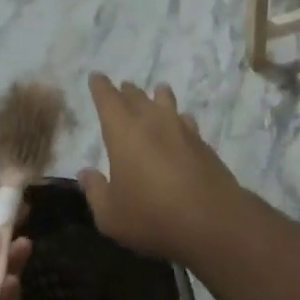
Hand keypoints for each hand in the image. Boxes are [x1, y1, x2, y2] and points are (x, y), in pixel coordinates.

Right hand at [79, 74, 242, 264]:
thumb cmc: (152, 216)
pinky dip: (180, 118)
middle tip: (123, 86)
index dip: (101, 87)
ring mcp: (182, 131)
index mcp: (124, 133)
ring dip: (158, 96)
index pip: (108, 100)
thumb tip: (86, 173)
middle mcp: (153, 123)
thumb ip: (95, 191)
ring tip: (158, 91)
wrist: (212, 221)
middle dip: (127, 91)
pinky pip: (187, 122)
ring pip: (167, 103)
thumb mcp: (110, 215)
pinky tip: (182, 122)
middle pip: (138, 98)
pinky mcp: (204, 145)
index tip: (97, 77)